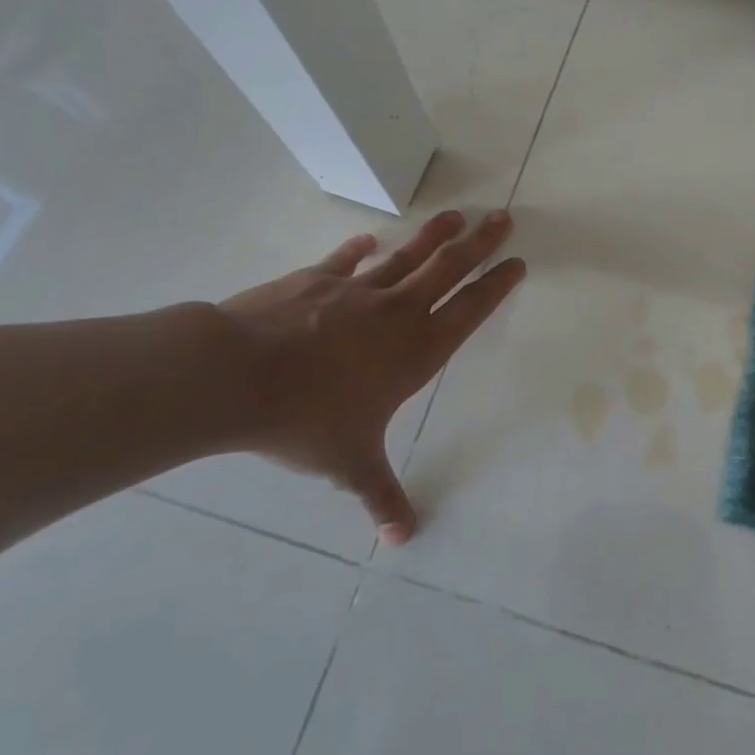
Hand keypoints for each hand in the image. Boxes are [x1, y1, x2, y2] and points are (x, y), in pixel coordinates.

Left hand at [217, 209, 523, 544]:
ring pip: (407, 256)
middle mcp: (396, 313)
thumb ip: (382, 498)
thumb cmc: (307, 420)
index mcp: (416, 351)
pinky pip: (346, 260)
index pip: (469, 311)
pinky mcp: (316, 280)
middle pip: (448, 269)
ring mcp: (356, 291)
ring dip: (434, 235)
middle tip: (503, 218)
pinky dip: (359, 249)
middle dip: (478, 244)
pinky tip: (369, 239)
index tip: (516, 262)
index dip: (496, 286)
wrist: (237, 375)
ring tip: (457, 214)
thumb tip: (403, 540)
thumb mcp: (350, 465)